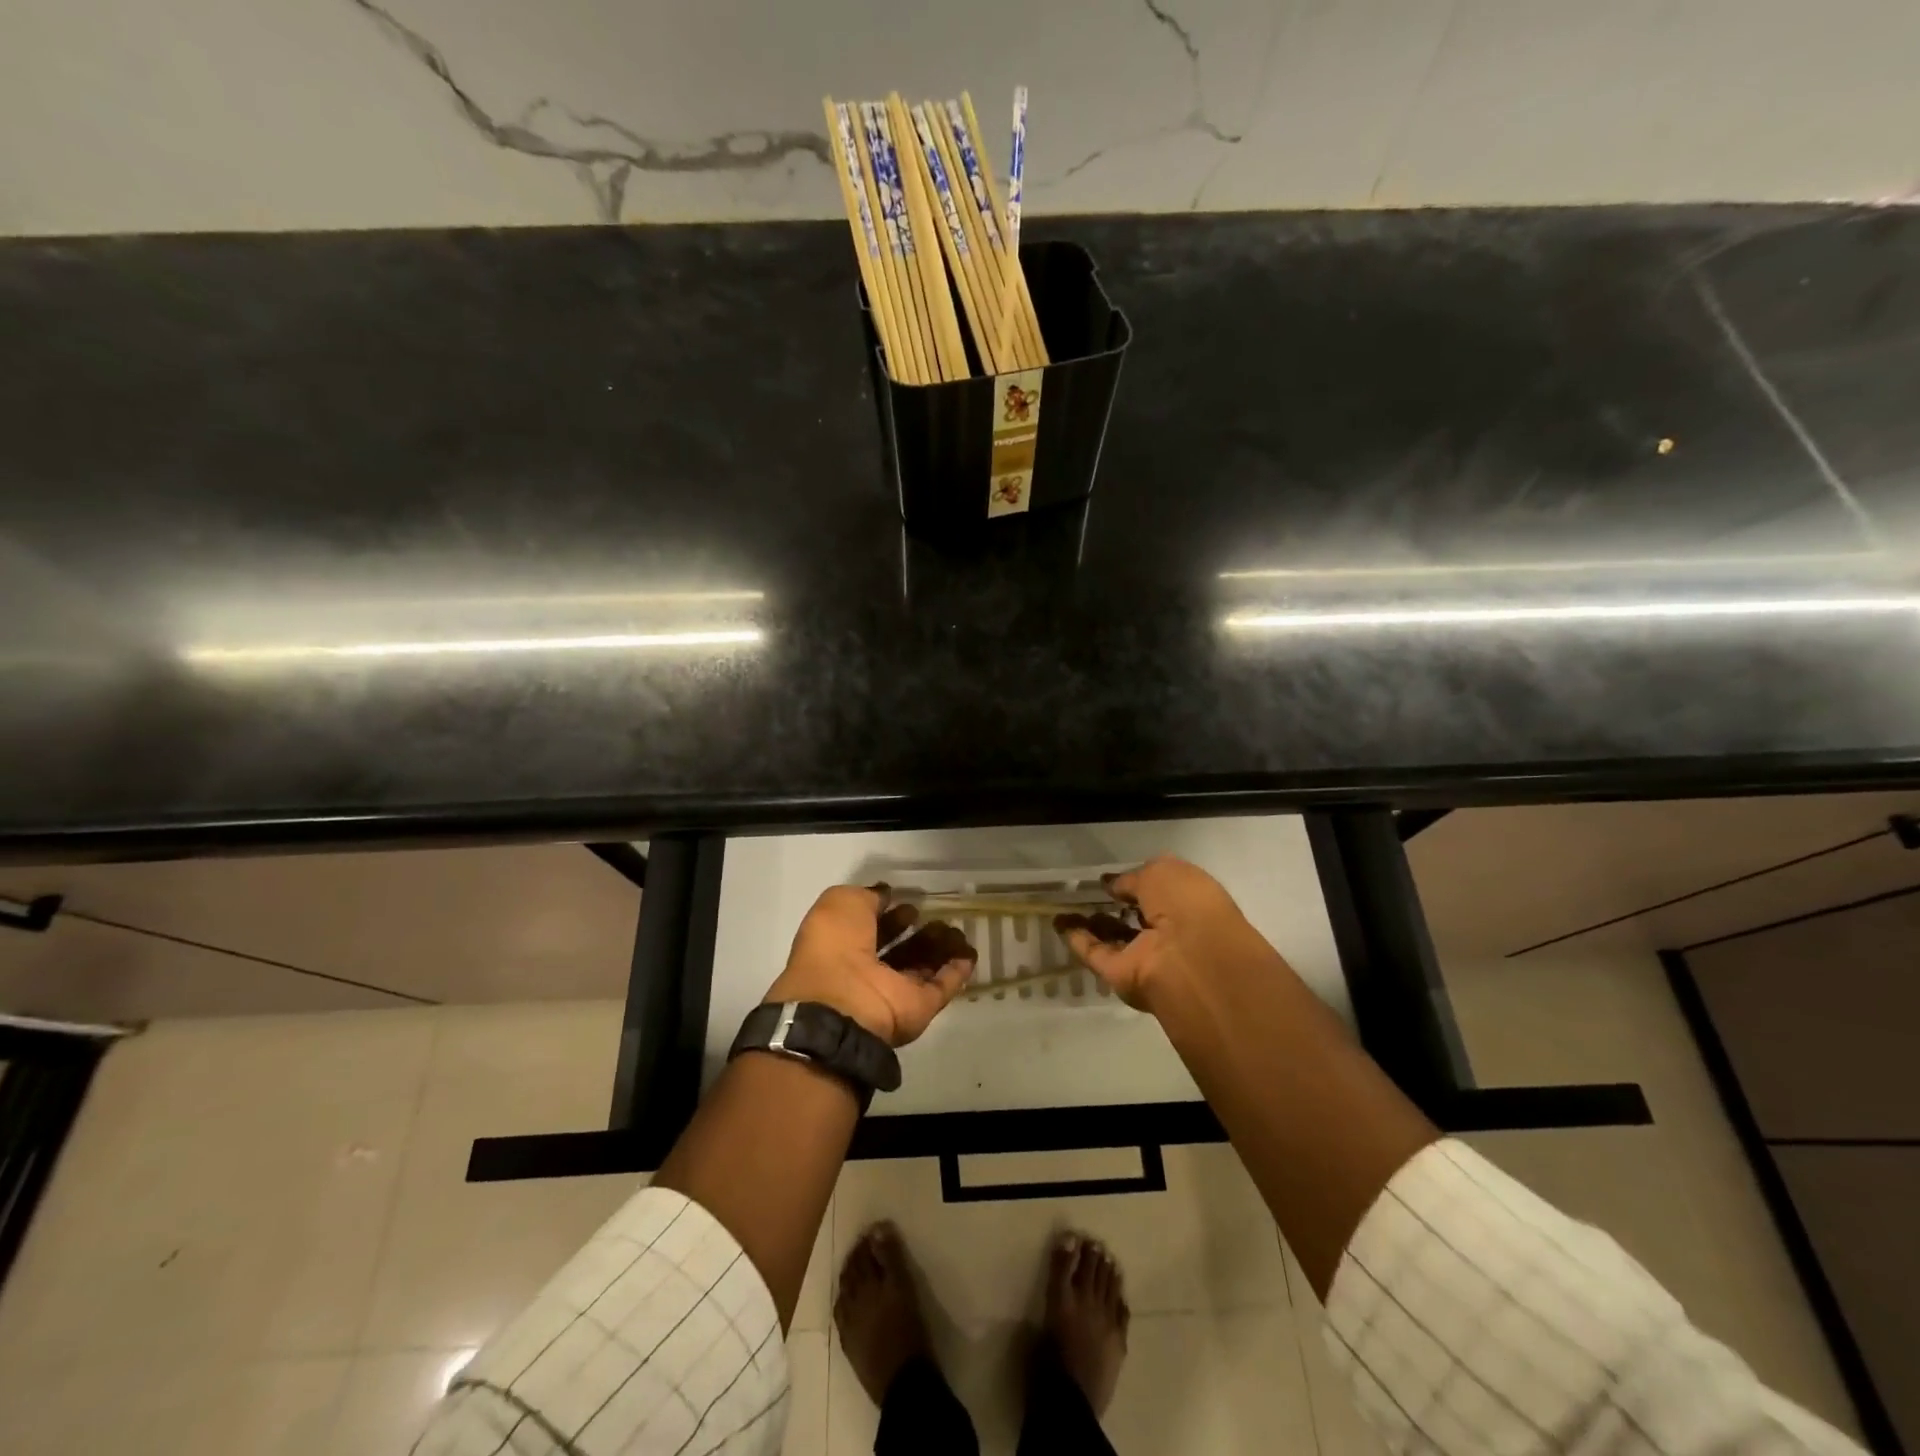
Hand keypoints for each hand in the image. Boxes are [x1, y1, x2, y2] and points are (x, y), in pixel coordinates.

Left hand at [765, 885, 976, 1047]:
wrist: (841, 1004)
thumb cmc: (835, 945)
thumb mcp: (841, 903)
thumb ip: (866, 896)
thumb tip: (886, 894)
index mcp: (843, 946)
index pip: (872, 927)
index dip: (891, 913)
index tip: (911, 902)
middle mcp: (868, 970)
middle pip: (901, 948)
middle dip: (920, 931)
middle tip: (939, 915)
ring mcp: (894, 991)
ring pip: (923, 966)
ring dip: (941, 948)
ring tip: (958, 930)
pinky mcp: (919, 1008)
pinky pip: (942, 987)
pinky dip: (957, 972)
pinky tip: (970, 954)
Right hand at [1055, 856, 1276, 1010]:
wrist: (1191, 958)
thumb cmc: (1186, 904)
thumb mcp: (1161, 872)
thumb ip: (1133, 878)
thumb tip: (1113, 885)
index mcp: (1188, 903)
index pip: (1159, 891)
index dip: (1135, 883)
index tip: (1110, 879)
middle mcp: (1169, 931)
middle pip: (1137, 917)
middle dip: (1116, 905)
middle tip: (1087, 892)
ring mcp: (1145, 955)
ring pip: (1114, 937)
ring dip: (1092, 923)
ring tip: (1065, 905)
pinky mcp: (1122, 975)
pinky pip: (1097, 954)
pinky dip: (1078, 940)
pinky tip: (1060, 923)